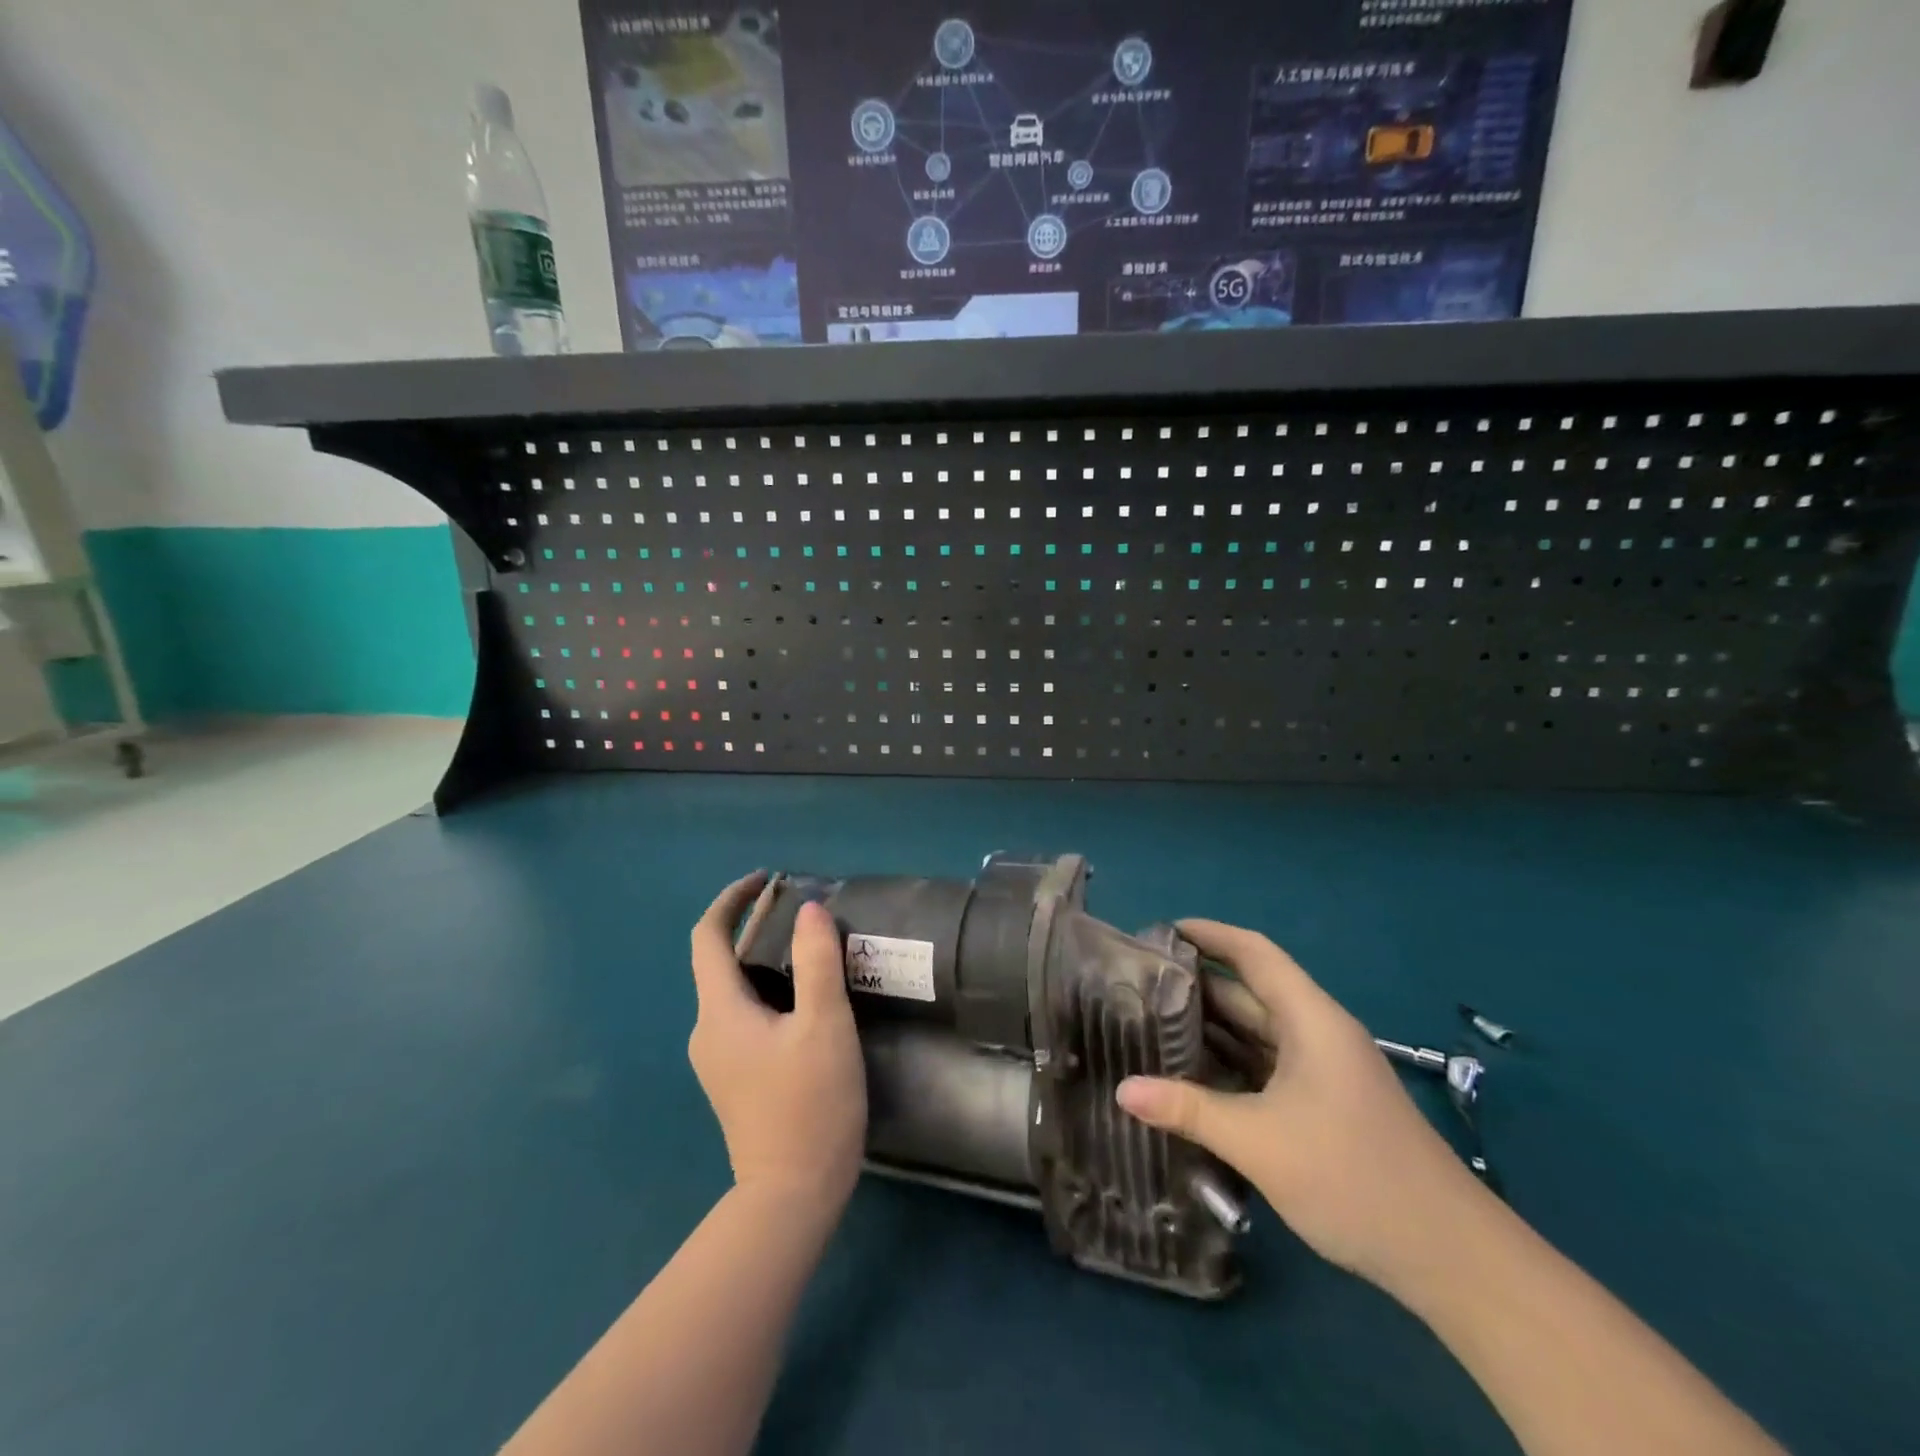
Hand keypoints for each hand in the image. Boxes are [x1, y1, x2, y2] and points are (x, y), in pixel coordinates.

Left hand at [689, 874, 867, 1213]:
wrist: (792, 1196)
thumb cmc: (809, 1104)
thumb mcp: (824, 1025)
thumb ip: (817, 962)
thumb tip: (810, 910)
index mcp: (720, 1011)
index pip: (707, 937)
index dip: (731, 900)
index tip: (766, 879)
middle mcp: (707, 1030)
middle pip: (721, 961)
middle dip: (756, 928)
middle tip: (805, 914)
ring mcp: (718, 1059)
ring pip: (736, 990)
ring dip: (766, 960)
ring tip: (813, 950)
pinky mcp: (735, 1078)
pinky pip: (746, 1015)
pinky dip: (769, 990)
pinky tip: (807, 1000)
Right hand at [1115, 919, 1489, 1295]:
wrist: (1450, 1257)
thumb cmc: (1353, 1177)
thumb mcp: (1259, 1142)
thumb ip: (1188, 1109)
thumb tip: (1122, 1091)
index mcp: (1311, 1020)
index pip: (1255, 953)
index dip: (1210, 934)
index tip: (1162, 930)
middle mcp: (1317, 1033)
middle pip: (1251, 992)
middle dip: (1197, 984)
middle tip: (1138, 983)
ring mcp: (1324, 1071)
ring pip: (1257, 1032)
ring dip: (1211, 1027)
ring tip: (1151, 1023)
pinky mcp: (1325, 1104)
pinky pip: (1267, 1066)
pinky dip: (1229, 1063)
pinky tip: (1192, 1075)